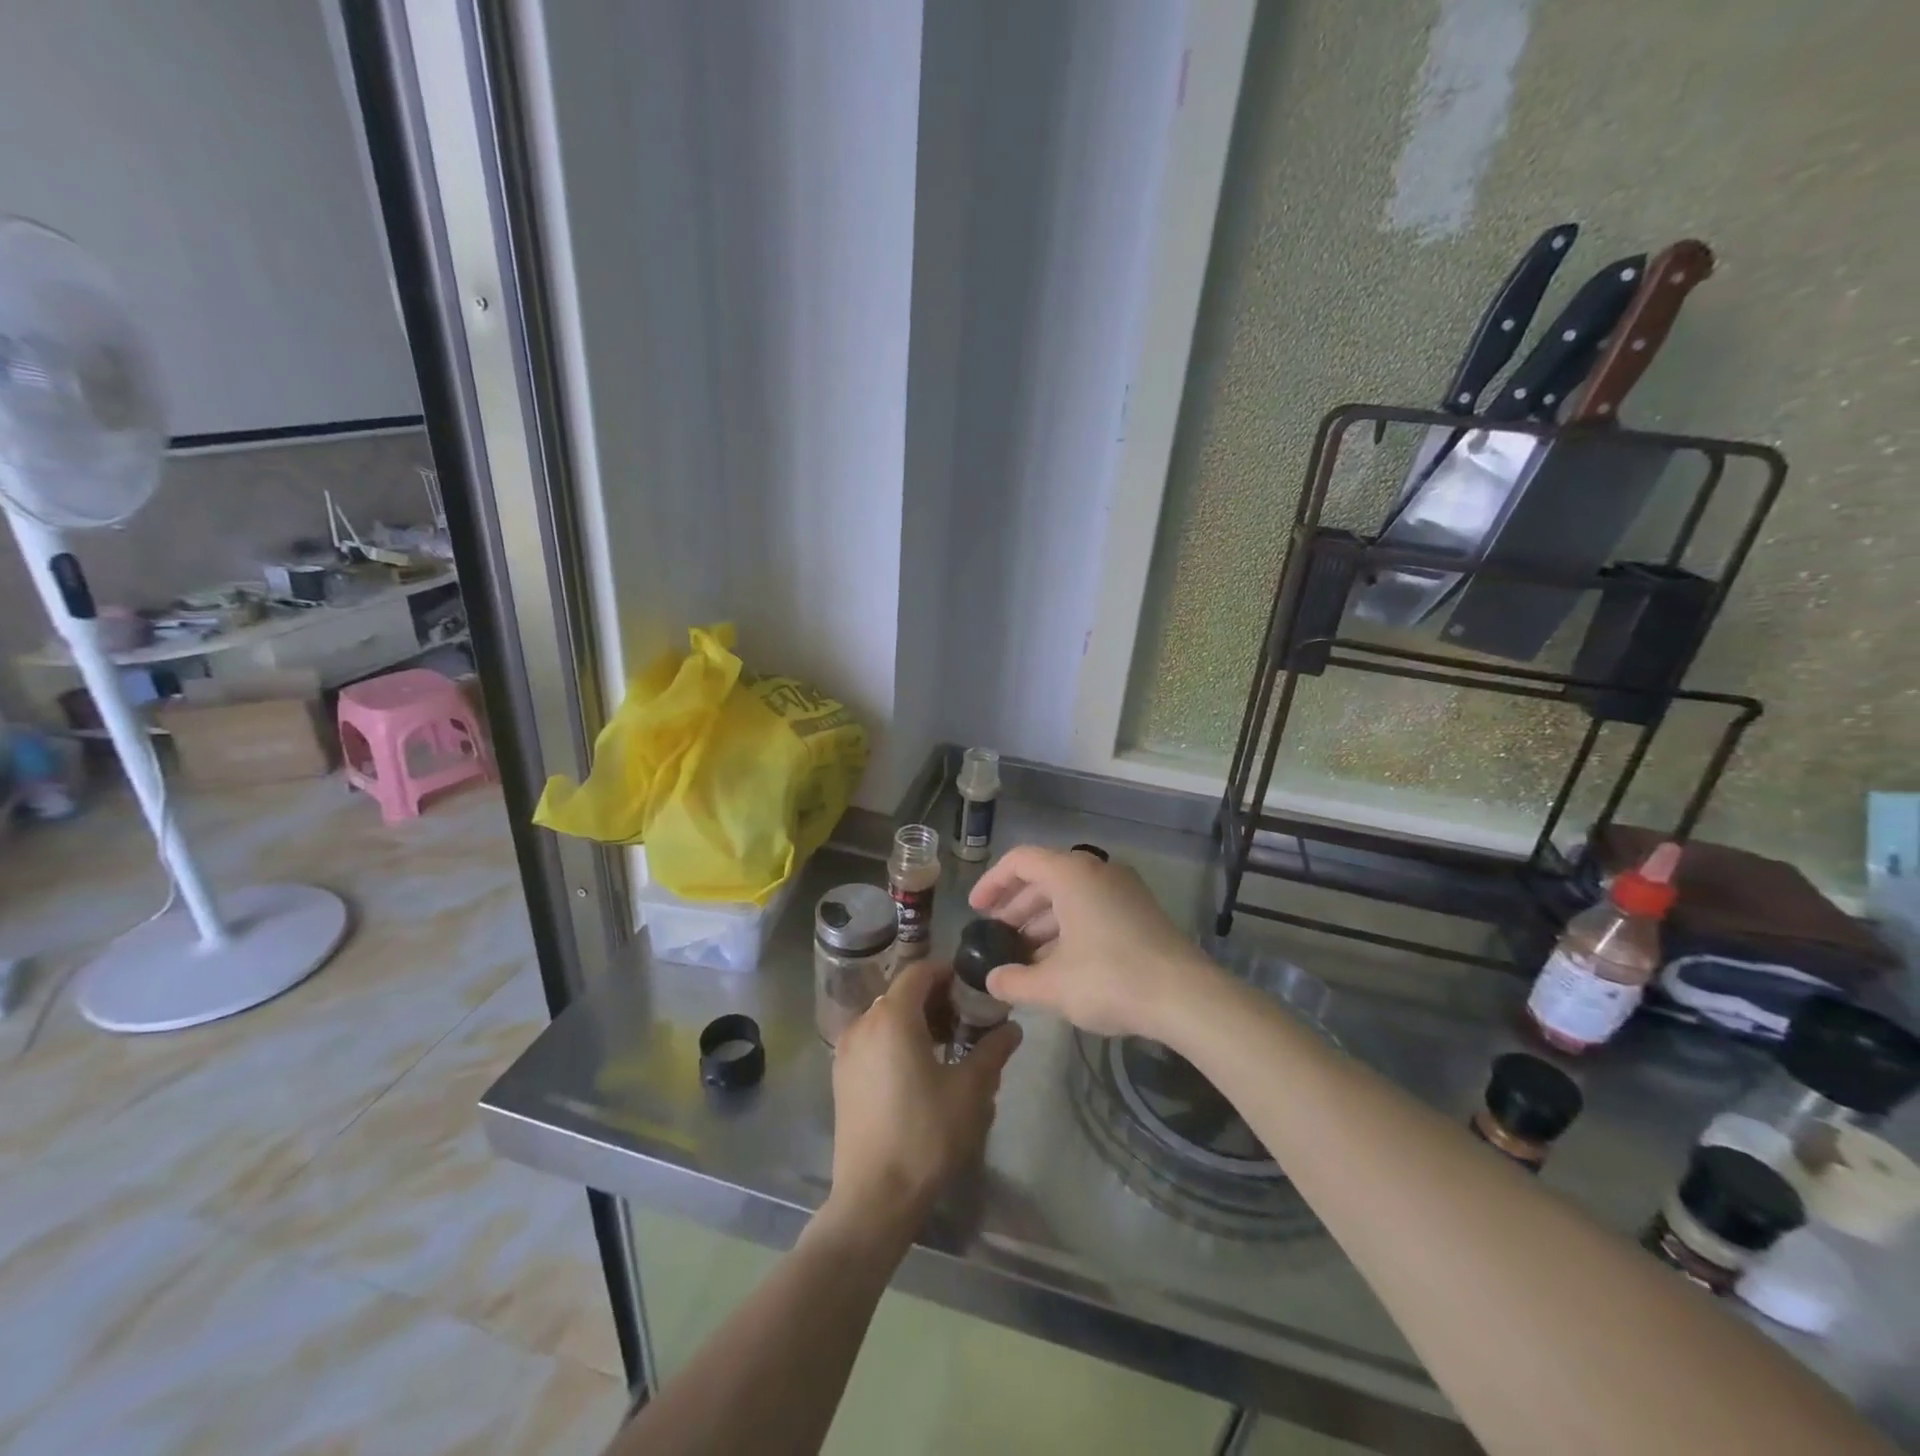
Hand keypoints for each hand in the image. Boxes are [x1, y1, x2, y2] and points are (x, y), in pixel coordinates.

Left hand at [825, 958, 1021, 1235]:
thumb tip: (1012, 1028)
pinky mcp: (842, 1076)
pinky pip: (873, 1040)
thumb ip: (992, 1050)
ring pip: (886, 1017)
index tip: (974, 988)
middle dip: (936, 999)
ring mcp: (847, 1050)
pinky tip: (920, 1070)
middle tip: (968, 1020)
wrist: (874, 1197)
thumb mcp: (971, 1091)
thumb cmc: (926, 1135)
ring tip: (949, 1046)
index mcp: (893, 1017)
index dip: (948, 973)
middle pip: (902, 993)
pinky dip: (897, 1040)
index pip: (920, 971)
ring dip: (917, 1020)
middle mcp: (863, 1023)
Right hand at [968, 845, 1218, 1040]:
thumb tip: (992, 980)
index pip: (1020, 861)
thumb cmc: (1110, 979)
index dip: (992, 883)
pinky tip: (1058, 962)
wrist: (1186, 997)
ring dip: (1042, 920)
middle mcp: (1097, 870)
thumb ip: (1014, 981)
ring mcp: (1123, 889)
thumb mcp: (1052, 986)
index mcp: (1071, 874)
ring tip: (1023, 955)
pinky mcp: (1140, 910)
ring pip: (1070, 894)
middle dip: (1016, 906)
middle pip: (1045, 877)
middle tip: (997, 935)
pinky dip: (1069, 926)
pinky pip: (1092, 906)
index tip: (976, 910)